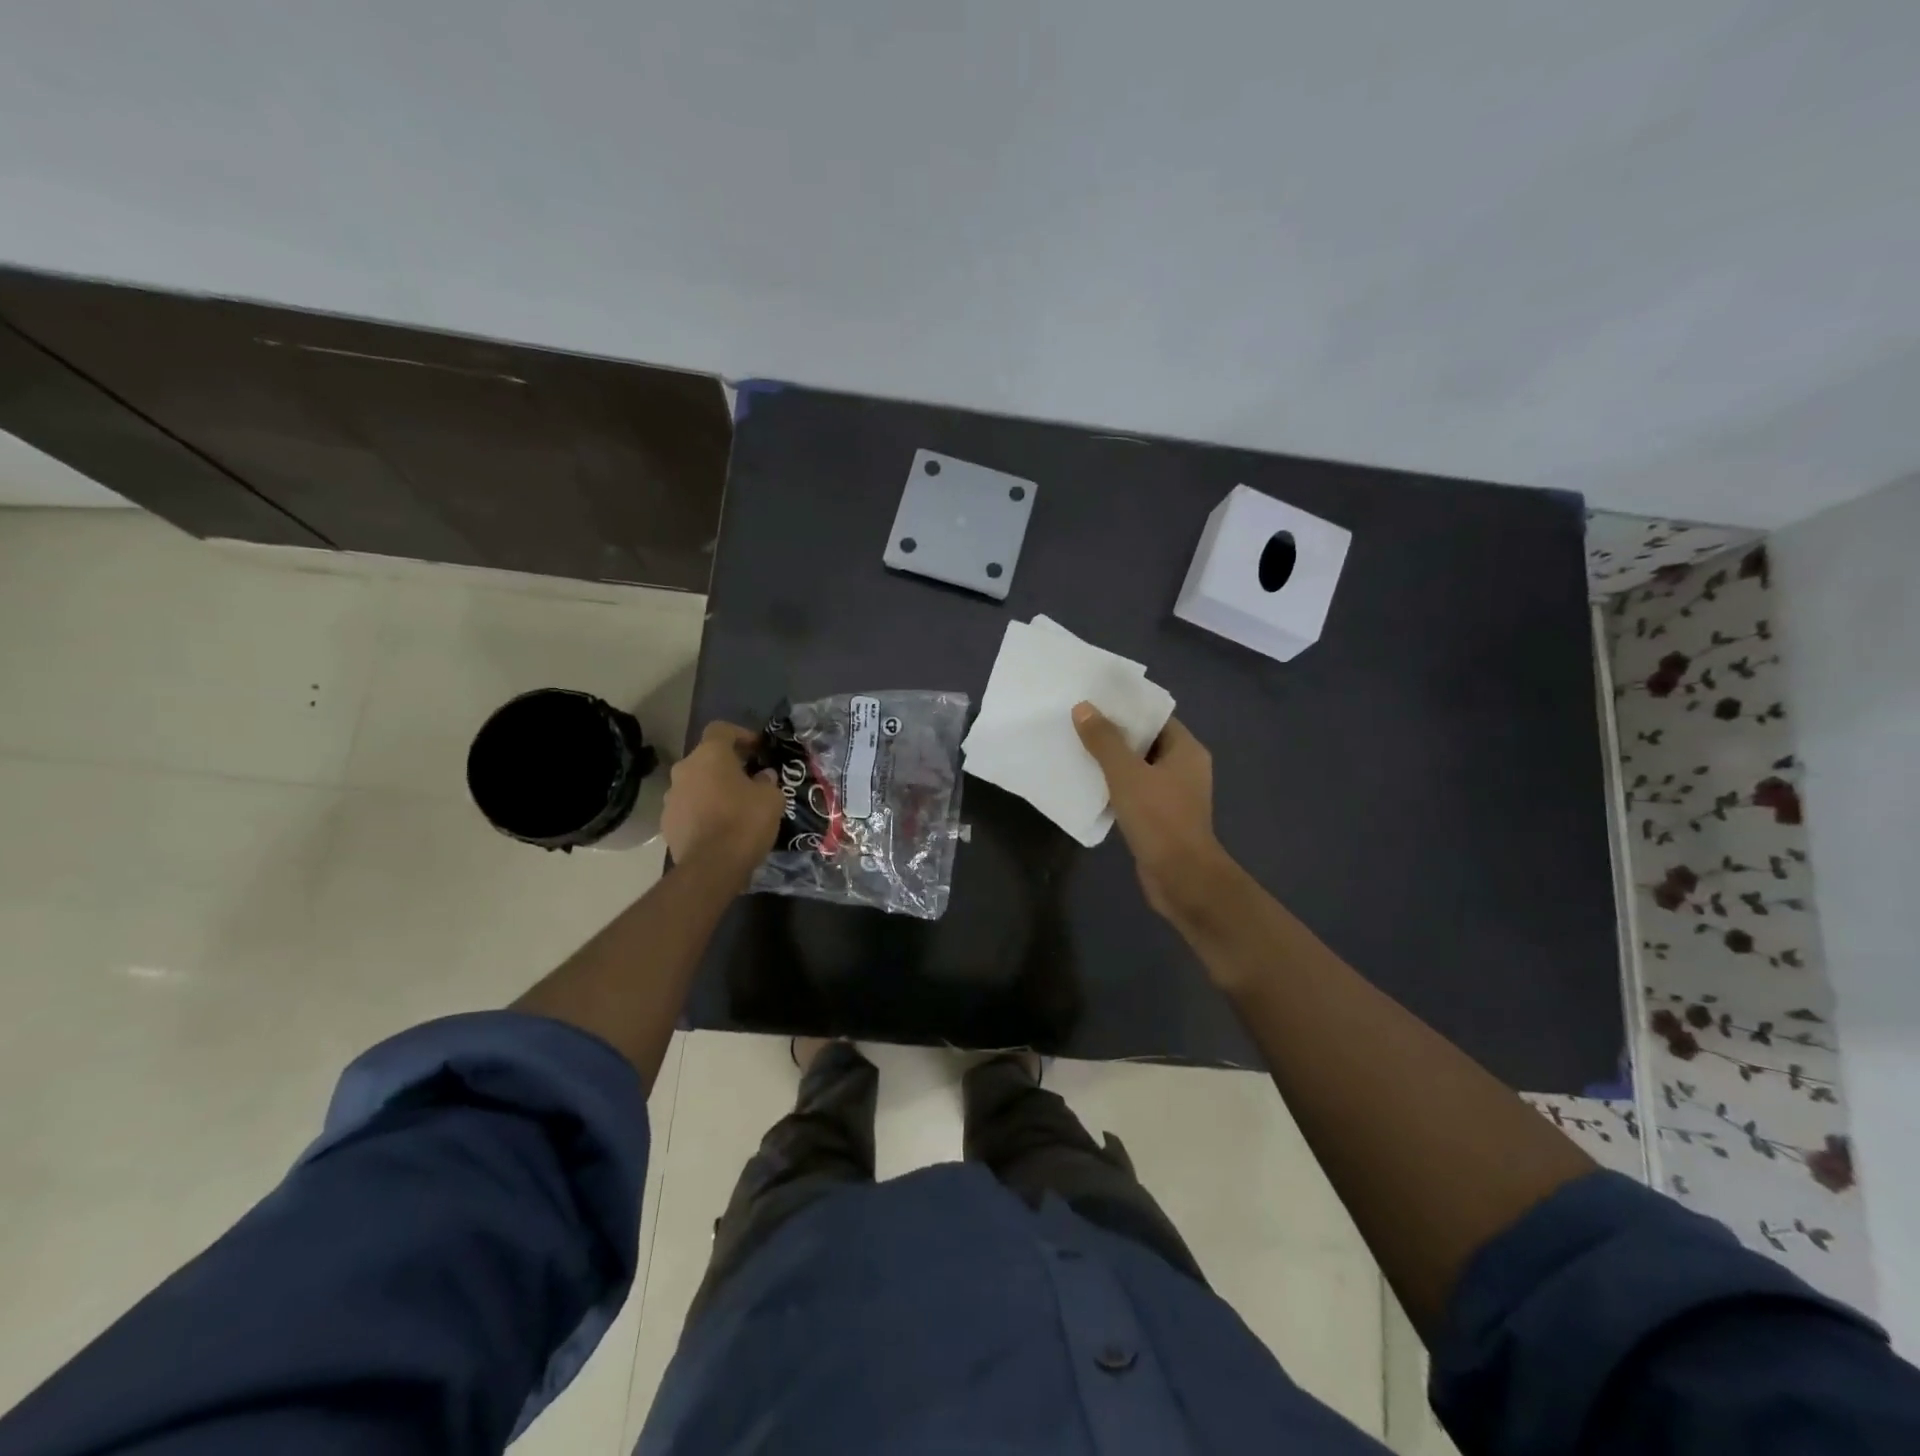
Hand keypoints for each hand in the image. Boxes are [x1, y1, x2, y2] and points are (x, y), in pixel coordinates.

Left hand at [663, 722, 783, 880]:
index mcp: (709, 755)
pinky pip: (688, 808)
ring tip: (734, 807)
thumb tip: (762, 777)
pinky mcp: (666, 823)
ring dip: (712, 789)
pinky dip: (702, 812)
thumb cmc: (745, 822)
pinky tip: (719, 828)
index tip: (757, 749)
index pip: (721, 729)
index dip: (741, 734)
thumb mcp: (771, 798)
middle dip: (727, 766)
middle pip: (706, 758)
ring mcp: (670, 797)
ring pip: (695, 784)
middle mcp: (684, 769)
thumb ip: (766, 781)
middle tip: (749, 779)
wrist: (711, 867)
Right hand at [1073, 704, 1239, 927]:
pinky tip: (1087, 784)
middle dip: (1113, 734)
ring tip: (1076, 748)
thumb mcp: (1126, 774)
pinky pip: (1134, 792)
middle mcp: (1184, 768)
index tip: (1094, 701)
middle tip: (1077, 722)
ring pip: (1137, 769)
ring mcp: (1173, 795)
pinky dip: (1114, 787)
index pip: (1155, 717)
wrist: (1181, 877)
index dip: (1126, 708)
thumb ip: (1104, 740)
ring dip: (1111, 762)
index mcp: (1186, 750)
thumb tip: (1083, 708)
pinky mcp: (1160, 817)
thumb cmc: (1159, 818)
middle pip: (1144, 742)